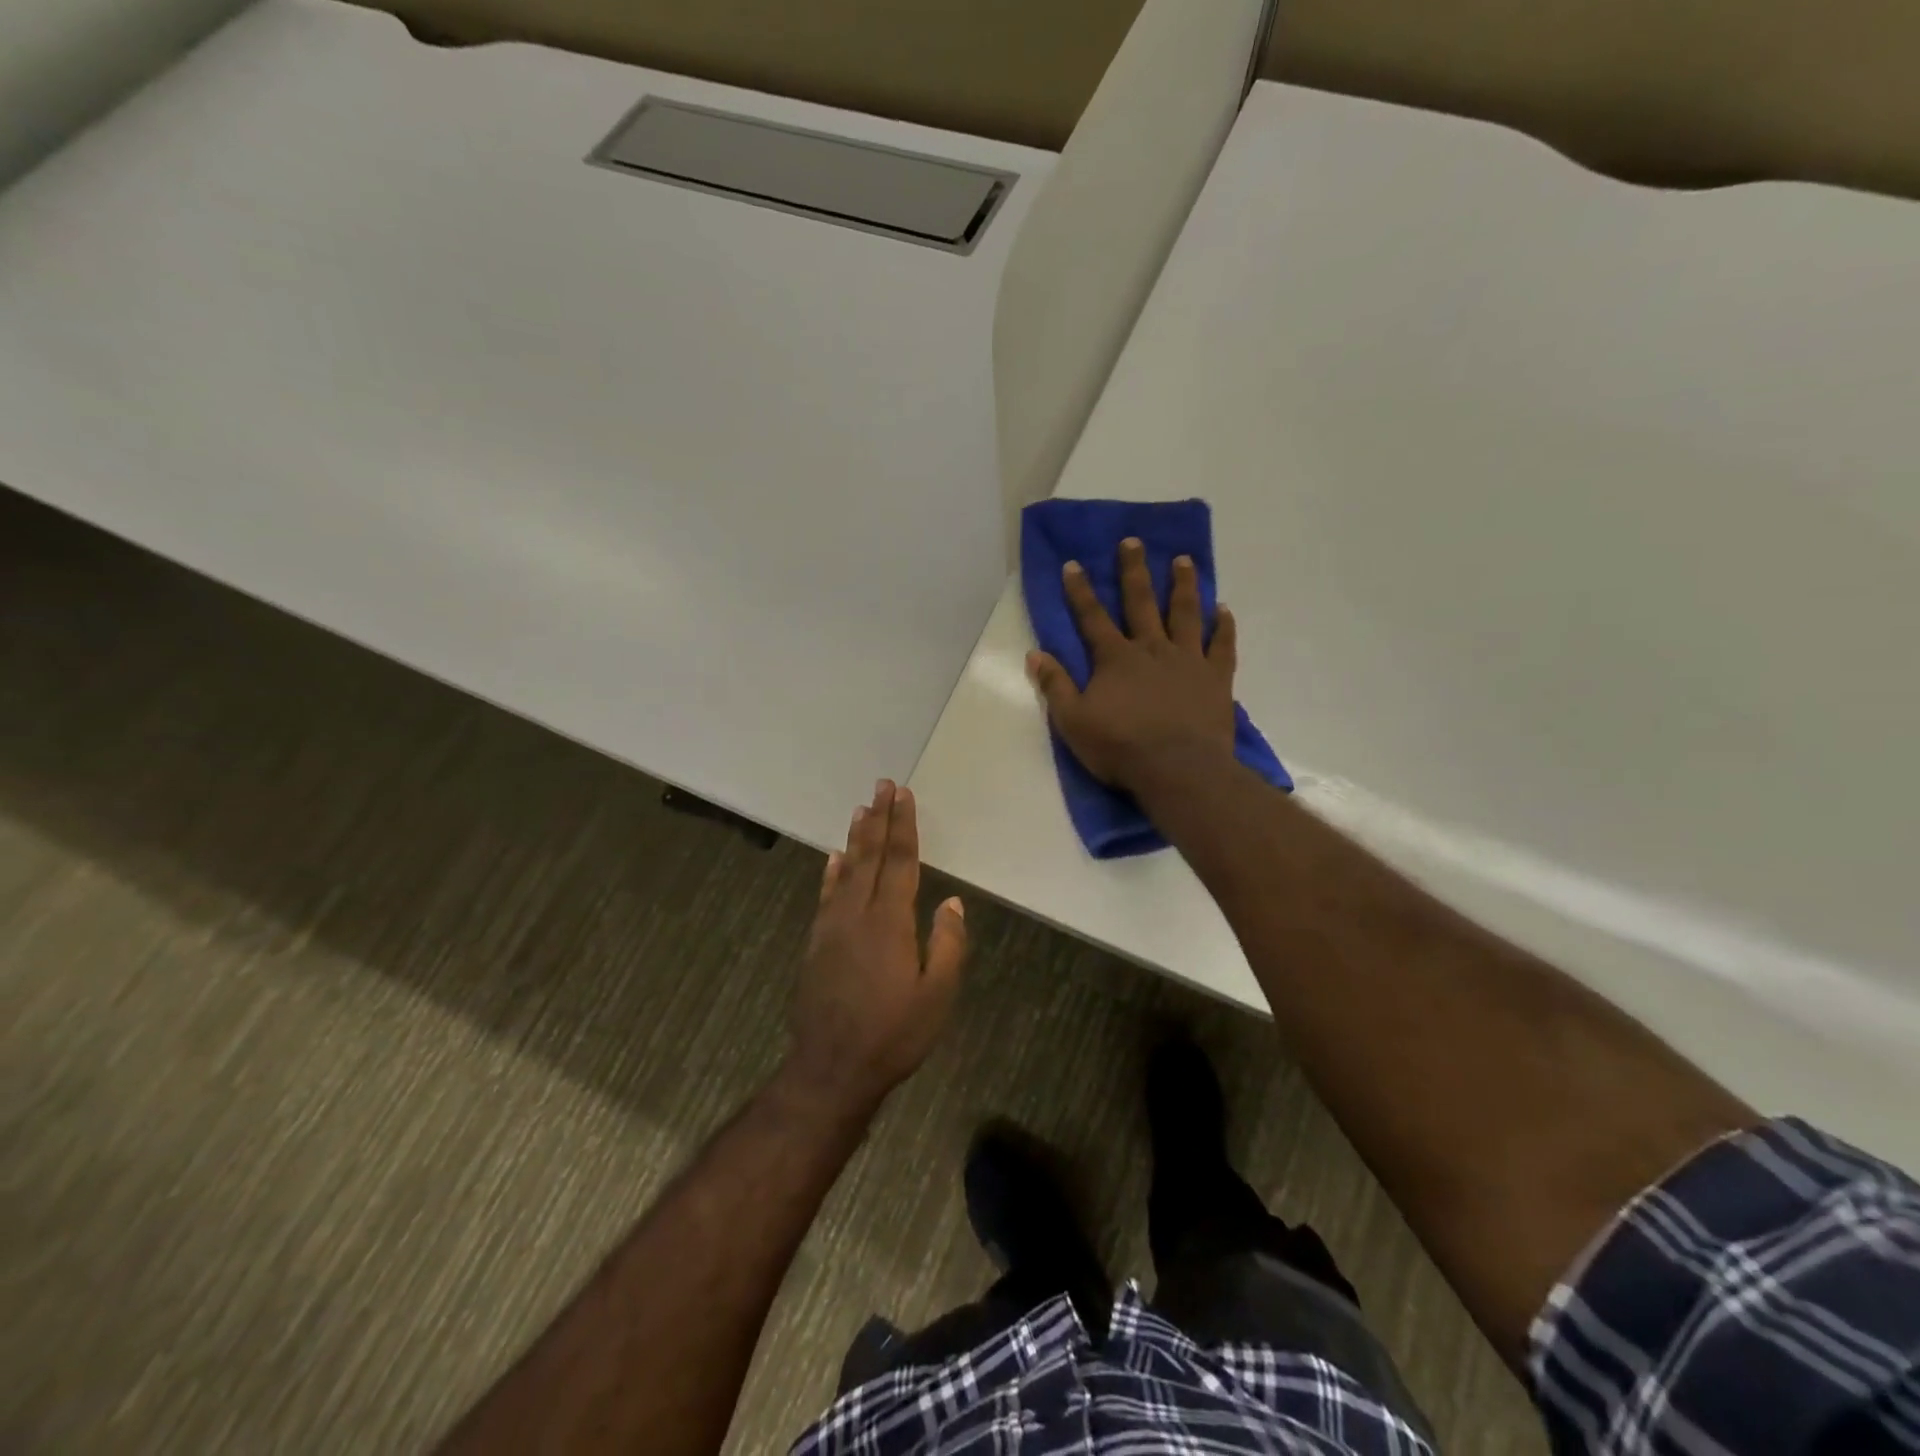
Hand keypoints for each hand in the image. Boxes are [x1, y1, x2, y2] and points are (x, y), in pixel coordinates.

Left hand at [786, 781, 967, 1112]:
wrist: (831, 1068)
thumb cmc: (893, 1034)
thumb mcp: (936, 996)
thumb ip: (947, 945)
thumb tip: (952, 902)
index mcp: (890, 922)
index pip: (900, 862)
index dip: (903, 826)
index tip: (903, 795)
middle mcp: (858, 914)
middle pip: (870, 856)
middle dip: (879, 818)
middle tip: (882, 785)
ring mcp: (832, 927)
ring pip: (846, 870)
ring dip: (856, 838)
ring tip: (861, 809)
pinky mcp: (817, 943)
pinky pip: (826, 895)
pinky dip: (831, 872)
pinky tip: (834, 858)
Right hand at [1027, 538, 1238, 792]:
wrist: (1178, 770)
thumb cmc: (1120, 748)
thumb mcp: (1073, 722)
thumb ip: (1055, 686)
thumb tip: (1035, 654)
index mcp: (1115, 659)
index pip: (1092, 617)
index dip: (1080, 591)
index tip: (1074, 564)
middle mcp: (1152, 649)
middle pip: (1141, 602)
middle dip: (1134, 571)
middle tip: (1133, 541)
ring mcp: (1188, 660)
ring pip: (1185, 614)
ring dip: (1183, 585)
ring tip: (1183, 560)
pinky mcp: (1216, 678)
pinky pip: (1222, 645)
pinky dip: (1223, 626)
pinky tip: (1223, 609)